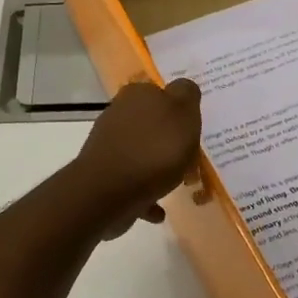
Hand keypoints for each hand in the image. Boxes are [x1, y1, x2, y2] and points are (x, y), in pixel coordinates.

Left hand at [69, 78, 202, 239]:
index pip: (161, 92)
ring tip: (178, 185)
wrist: (109, 192)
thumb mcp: (183, 113)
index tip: (193, 128)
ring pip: (141, 154)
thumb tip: (182, 87)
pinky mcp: (105, 177)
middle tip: (190, 159)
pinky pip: (132, 185)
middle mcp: (118, 116)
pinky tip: (158, 210)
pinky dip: (146, 195)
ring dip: (157, 169)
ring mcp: (109, 147)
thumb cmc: (154, 150)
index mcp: (137, 95)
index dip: (179, 109)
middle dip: (168, 141)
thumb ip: (186, 95)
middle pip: (150, 125)